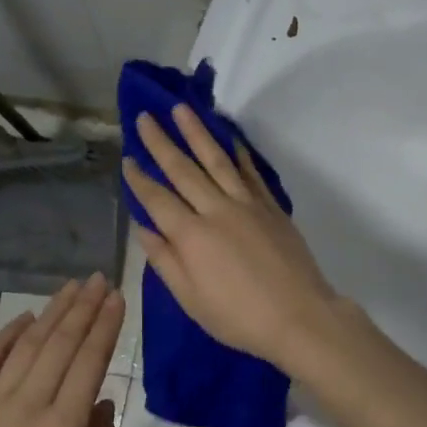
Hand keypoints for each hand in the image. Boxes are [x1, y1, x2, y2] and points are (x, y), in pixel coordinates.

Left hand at [0, 276, 123, 426]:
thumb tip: (103, 402)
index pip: (89, 362)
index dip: (105, 327)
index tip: (117, 298)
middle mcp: (29, 404)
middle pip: (61, 344)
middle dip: (84, 307)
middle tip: (100, 279)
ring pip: (28, 344)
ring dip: (53, 312)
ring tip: (72, 287)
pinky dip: (7, 334)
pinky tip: (25, 317)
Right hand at [122, 106, 342, 369]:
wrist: (299, 316)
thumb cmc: (239, 317)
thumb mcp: (191, 299)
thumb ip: (165, 261)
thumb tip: (143, 229)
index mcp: (191, 236)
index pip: (157, 200)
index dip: (140, 179)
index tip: (127, 159)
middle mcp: (216, 210)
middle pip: (183, 170)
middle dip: (160, 143)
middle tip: (145, 118)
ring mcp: (247, 204)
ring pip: (216, 160)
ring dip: (197, 133)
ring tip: (181, 109)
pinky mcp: (271, 207)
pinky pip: (249, 172)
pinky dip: (237, 153)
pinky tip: (228, 138)